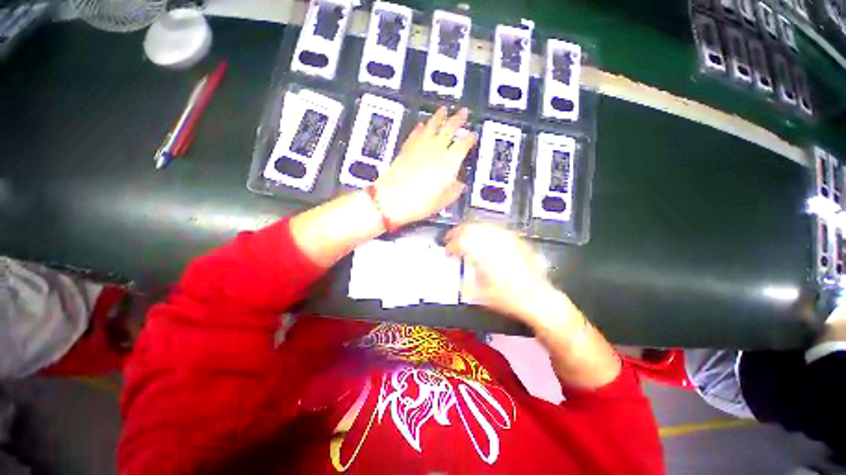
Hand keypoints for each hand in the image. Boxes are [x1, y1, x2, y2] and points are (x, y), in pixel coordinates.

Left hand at [376, 107, 476, 226]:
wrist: (393, 199)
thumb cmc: (421, 202)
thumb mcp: (443, 201)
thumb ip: (454, 190)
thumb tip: (460, 184)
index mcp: (450, 161)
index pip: (464, 144)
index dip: (470, 138)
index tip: (473, 135)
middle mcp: (437, 149)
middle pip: (450, 128)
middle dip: (458, 119)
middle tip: (463, 112)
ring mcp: (420, 146)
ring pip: (432, 125)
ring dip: (439, 116)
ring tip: (444, 110)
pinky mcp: (407, 147)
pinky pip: (416, 133)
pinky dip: (420, 127)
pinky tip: (422, 124)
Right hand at [445, 223, 554, 324]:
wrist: (537, 297)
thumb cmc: (511, 298)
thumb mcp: (482, 295)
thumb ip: (465, 284)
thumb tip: (456, 280)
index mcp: (484, 257)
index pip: (461, 243)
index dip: (451, 245)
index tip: (447, 250)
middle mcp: (495, 245)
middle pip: (471, 229)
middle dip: (458, 232)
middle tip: (452, 237)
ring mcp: (508, 241)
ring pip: (484, 226)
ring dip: (471, 229)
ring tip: (465, 233)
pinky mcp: (517, 241)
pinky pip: (498, 229)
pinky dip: (487, 230)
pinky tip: (484, 233)